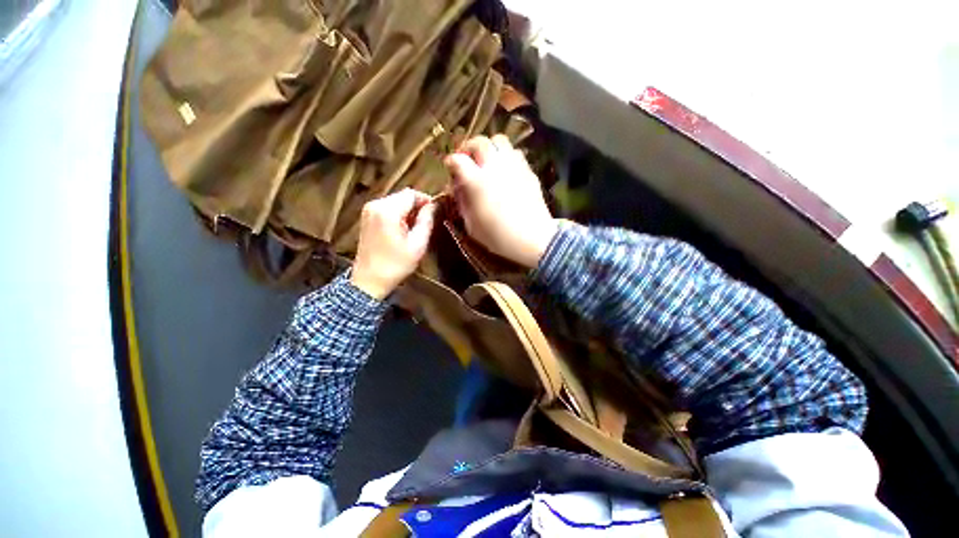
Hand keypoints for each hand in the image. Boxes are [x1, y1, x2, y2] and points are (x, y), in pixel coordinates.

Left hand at [351, 189, 435, 299]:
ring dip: (408, 211)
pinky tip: (402, 230)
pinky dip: (398, 214)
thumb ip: (426, 221)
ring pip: (396, 201)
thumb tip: (433, 206)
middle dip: (417, 206)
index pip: (412, 194)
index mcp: (387, 211)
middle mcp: (375, 204)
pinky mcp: (366, 217)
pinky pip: (387, 207)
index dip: (426, 201)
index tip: (435, 214)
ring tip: (415, 228)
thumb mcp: (417, 245)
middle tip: (426, 223)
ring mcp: (368, 210)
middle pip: (403, 196)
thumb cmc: (396, 265)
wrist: (369, 280)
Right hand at [444, 135, 556, 267]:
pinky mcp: (528, 171)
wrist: (532, 239)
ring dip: (490, 147)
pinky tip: (505, 169)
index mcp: (476, 182)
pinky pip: (515, 153)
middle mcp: (494, 167)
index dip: (451, 161)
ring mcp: (513, 166)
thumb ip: (463, 203)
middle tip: (468, 158)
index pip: (458, 160)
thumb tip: (458, 188)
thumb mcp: (471, 225)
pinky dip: (506, 156)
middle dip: (469, 147)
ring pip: (499, 140)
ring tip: (488, 160)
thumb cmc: (498, 236)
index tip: (451, 167)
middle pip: (479, 142)